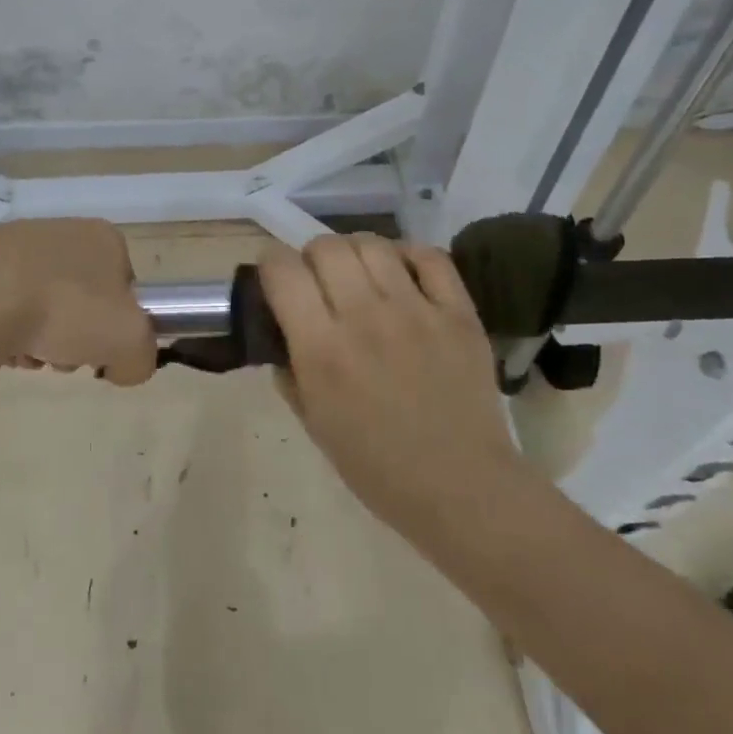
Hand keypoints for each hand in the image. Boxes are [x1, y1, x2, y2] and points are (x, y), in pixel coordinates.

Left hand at [0, 218, 156, 384]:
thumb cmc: (65, 311)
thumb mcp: (130, 343)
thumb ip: (141, 358)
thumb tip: (121, 366)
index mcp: (103, 238)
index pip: (123, 287)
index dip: (114, 325)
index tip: (98, 350)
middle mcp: (61, 228)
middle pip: (79, 297)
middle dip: (72, 334)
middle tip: (59, 359)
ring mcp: (14, 239)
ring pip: (39, 300)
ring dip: (37, 334)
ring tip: (24, 355)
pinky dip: (1, 324)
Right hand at [258, 234, 521, 549]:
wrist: (462, 489)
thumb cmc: (378, 467)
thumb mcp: (313, 424)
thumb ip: (289, 370)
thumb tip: (283, 332)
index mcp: (322, 350)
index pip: (282, 270)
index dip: (270, 264)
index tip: (275, 278)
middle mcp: (364, 318)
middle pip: (326, 246)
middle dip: (311, 256)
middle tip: (319, 281)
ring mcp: (416, 311)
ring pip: (372, 244)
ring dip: (355, 253)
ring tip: (359, 276)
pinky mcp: (458, 313)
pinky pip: (429, 257)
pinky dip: (408, 255)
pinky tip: (401, 275)